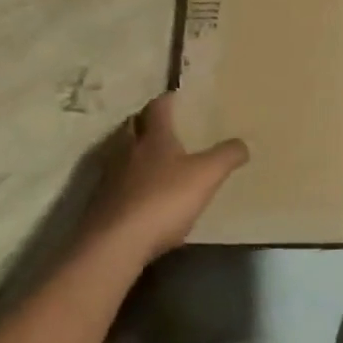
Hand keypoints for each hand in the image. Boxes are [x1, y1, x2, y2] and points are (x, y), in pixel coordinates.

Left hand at [84, 93, 248, 262]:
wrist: (114, 245)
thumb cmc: (163, 200)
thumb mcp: (206, 176)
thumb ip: (226, 156)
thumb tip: (243, 143)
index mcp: (154, 137)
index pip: (158, 107)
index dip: (168, 100)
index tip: (178, 97)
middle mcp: (127, 150)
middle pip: (133, 126)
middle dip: (146, 122)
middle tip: (164, 126)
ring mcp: (109, 178)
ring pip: (120, 154)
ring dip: (133, 152)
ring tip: (153, 160)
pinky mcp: (100, 205)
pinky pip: (115, 183)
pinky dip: (127, 182)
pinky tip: (140, 195)